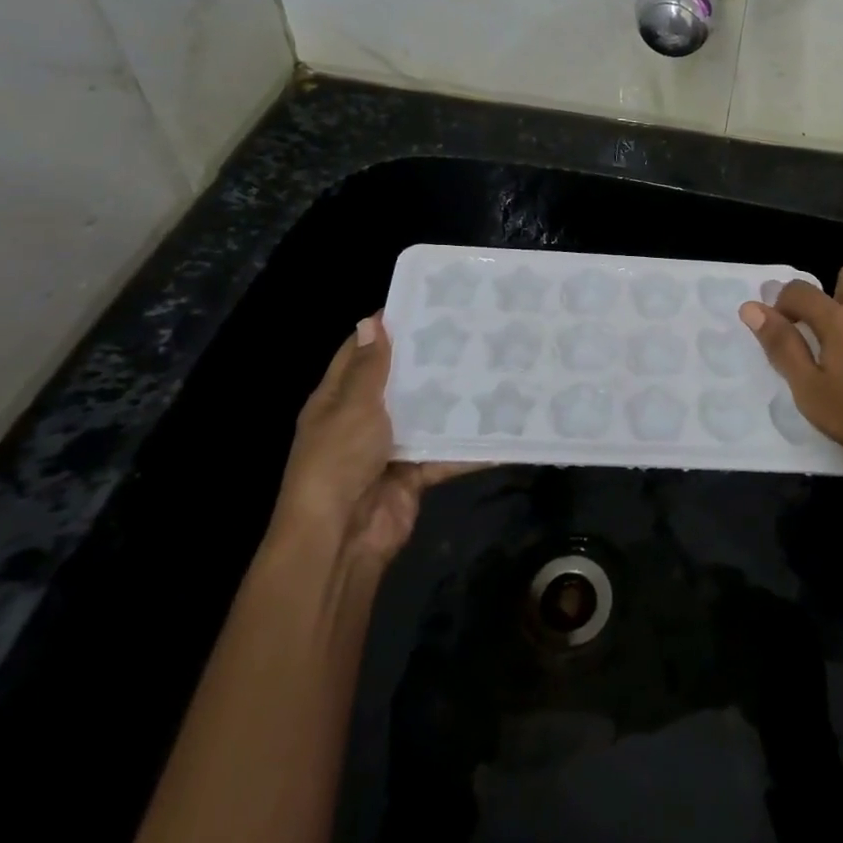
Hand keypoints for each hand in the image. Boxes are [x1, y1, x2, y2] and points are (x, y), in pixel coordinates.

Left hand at [268, 313, 472, 571]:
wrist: (341, 538)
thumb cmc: (338, 461)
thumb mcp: (352, 407)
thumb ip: (370, 368)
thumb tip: (372, 320)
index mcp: (338, 399)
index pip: (362, 353)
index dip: (388, 329)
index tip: (427, 303)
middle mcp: (363, 420)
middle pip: (400, 383)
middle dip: (431, 361)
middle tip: (474, 330)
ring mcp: (391, 449)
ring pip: (428, 416)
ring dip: (455, 400)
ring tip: (496, 366)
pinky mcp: (415, 474)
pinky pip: (447, 454)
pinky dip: (471, 446)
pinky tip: (504, 427)